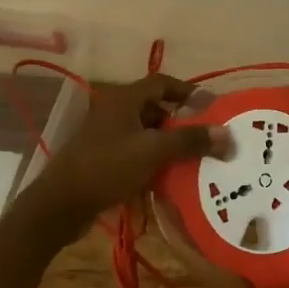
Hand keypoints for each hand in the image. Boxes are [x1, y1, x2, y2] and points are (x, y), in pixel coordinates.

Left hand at [23, 73, 230, 228]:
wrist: (60, 204)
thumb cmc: (107, 168)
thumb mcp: (153, 152)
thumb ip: (190, 141)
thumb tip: (227, 135)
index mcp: (124, 99)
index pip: (162, 83)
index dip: (187, 91)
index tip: (210, 106)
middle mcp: (113, 110)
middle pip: (153, 107)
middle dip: (179, 121)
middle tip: (203, 136)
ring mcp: (105, 135)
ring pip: (144, 131)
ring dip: (166, 142)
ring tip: (190, 159)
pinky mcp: (101, 157)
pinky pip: (133, 151)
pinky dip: (151, 159)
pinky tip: (165, 177)